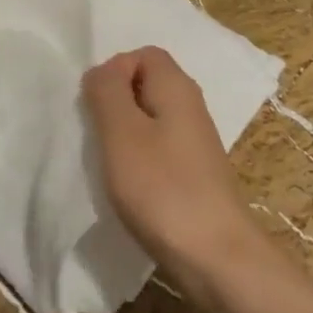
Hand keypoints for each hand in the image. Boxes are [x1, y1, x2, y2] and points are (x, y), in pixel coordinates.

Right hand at [82, 47, 260, 290]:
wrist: (216, 258)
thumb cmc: (163, 188)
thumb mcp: (122, 133)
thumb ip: (107, 92)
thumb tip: (102, 71)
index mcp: (177, 87)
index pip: (143, 54)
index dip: (114, 70)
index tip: (96, 106)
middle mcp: (191, 106)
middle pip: (146, 84)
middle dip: (115, 102)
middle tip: (96, 134)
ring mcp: (195, 142)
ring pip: (150, 118)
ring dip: (124, 133)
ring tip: (108, 162)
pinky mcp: (194, 173)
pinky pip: (158, 148)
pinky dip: (139, 159)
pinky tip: (128, 185)